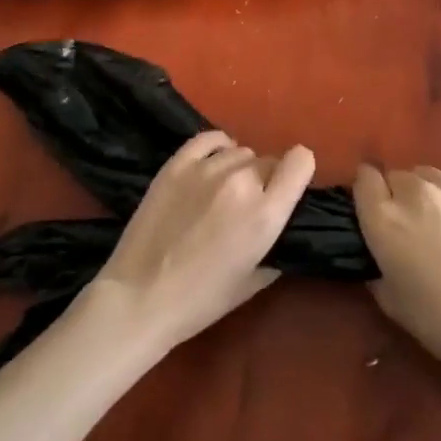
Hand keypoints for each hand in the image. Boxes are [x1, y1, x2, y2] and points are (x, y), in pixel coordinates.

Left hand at [88, 131, 313, 352]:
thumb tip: (282, 230)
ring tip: (222, 193)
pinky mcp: (177, 164)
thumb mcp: (253, 282)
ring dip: (240, 169)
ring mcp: (207, 169)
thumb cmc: (200, 301)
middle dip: (266, 181)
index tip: (289, 188)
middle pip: (269, 161)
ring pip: (241, 152)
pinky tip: (213, 164)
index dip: (299, 172)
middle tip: (247, 207)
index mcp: (265, 213)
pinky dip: (218, 148)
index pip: (301, 161)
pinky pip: (210, 140)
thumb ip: (276, 248)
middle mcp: (242, 182)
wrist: (138, 299)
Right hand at [353, 165, 440, 369]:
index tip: (374, 206)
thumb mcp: (387, 297)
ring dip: (425, 191)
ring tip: (439, 219)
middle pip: (396, 175)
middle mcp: (415, 191)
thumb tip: (378, 245)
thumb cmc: (436, 319)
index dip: (367, 190)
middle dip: (397, 194)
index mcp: (385, 217)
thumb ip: (374, 261)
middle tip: (410, 224)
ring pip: (427, 174)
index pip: (365, 178)